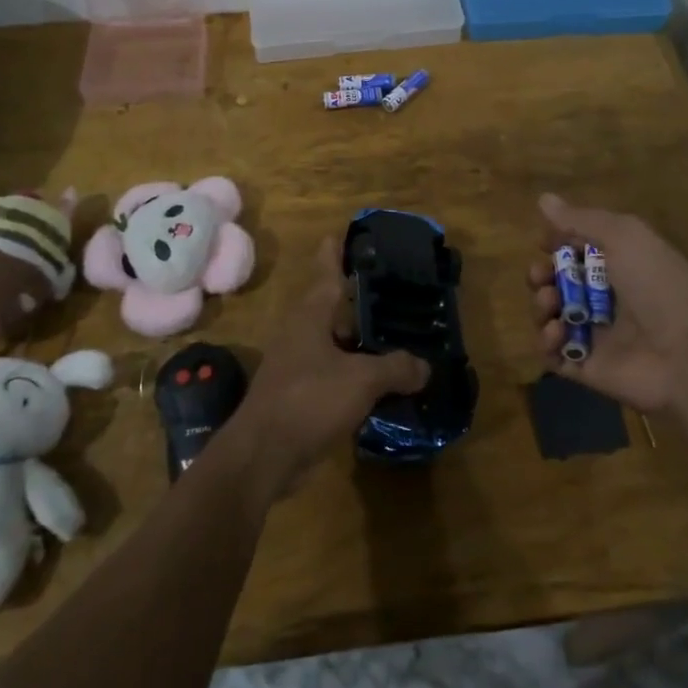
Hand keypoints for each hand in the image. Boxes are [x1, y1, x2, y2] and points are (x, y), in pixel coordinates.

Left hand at [224, 238, 427, 501]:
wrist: (263, 455)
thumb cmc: (309, 400)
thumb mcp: (362, 379)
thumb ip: (396, 368)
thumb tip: (424, 367)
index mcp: (311, 314)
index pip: (327, 271)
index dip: (337, 252)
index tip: (345, 233)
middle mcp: (302, 331)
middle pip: (334, 306)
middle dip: (362, 298)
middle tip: (396, 289)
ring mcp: (298, 363)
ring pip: (337, 341)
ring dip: (362, 339)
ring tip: (397, 334)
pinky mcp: (300, 393)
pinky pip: (335, 371)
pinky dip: (357, 371)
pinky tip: (382, 379)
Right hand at [528, 194, 687, 414]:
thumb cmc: (659, 286)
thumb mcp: (625, 236)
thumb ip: (582, 219)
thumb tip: (543, 198)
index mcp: (620, 264)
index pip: (578, 249)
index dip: (557, 243)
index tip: (543, 241)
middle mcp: (606, 297)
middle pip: (558, 282)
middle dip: (541, 275)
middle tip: (541, 276)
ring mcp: (595, 334)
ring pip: (551, 316)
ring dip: (541, 305)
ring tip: (550, 303)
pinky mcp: (586, 366)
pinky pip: (552, 354)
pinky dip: (545, 342)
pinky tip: (556, 333)